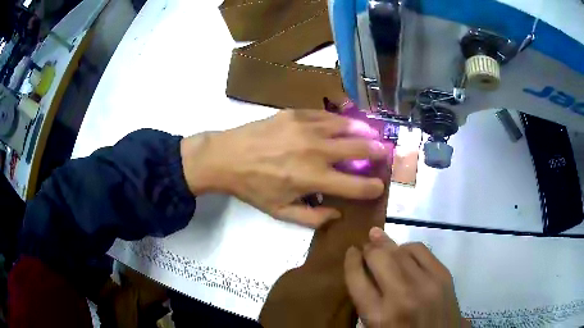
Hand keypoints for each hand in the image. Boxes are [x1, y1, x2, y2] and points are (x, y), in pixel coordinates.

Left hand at [181, 110, 390, 226]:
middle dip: (376, 152)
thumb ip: (312, 218)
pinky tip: (345, 121)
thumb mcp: (280, 212)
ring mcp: (306, 128)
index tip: (379, 186)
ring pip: (345, 127)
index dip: (371, 187)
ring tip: (373, 133)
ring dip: (363, 131)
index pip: (354, 185)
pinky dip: (340, 119)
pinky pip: (325, 115)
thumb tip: (337, 214)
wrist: (227, 157)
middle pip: (357, 149)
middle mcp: (315, 152)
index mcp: (313, 179)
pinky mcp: (296, 114)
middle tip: (385, 152)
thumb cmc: (253, 187)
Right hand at [344, 227, 467, 326]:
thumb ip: (367, 302)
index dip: (351, 261)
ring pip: (400, 250)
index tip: (351, 252)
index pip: (357, 279)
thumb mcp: (376, 327)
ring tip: (381, 244)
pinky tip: (404, 253)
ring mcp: (426, 283)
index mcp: (379, 316)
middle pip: (379, 258)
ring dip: (387, 245)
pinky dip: (407, 247)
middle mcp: (402, 296)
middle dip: (368, 249)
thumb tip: (363, 269)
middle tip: (365, 248)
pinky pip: (420, 249)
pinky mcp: (443, 275)